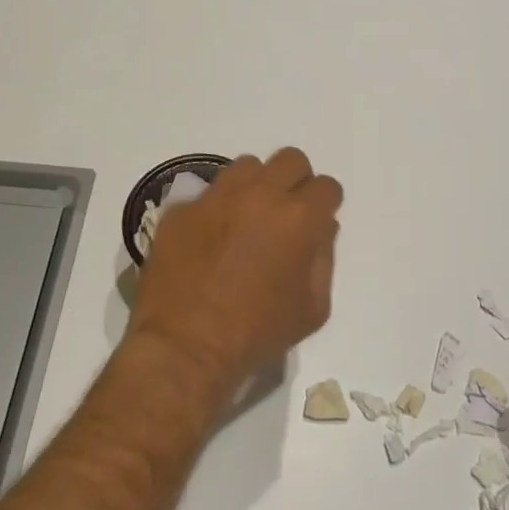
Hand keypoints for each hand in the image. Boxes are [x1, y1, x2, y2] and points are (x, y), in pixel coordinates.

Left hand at [128, 148, 343, 389]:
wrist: (184, 349)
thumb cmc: (256, 335)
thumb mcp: (312, 309)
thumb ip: (324, 260)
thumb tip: (320, 229)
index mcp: (298, 218)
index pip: (327, 186)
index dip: (325, 205)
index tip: (316, 223)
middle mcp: (260, 195)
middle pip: (290, 160)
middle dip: (295, 182)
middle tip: (285, 213)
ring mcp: (216, 198)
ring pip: (247, 166)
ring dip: (255, 186)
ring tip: (246, 219)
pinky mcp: (181, 209)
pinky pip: (208, 194)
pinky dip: (216, 210)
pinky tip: (210, 241)